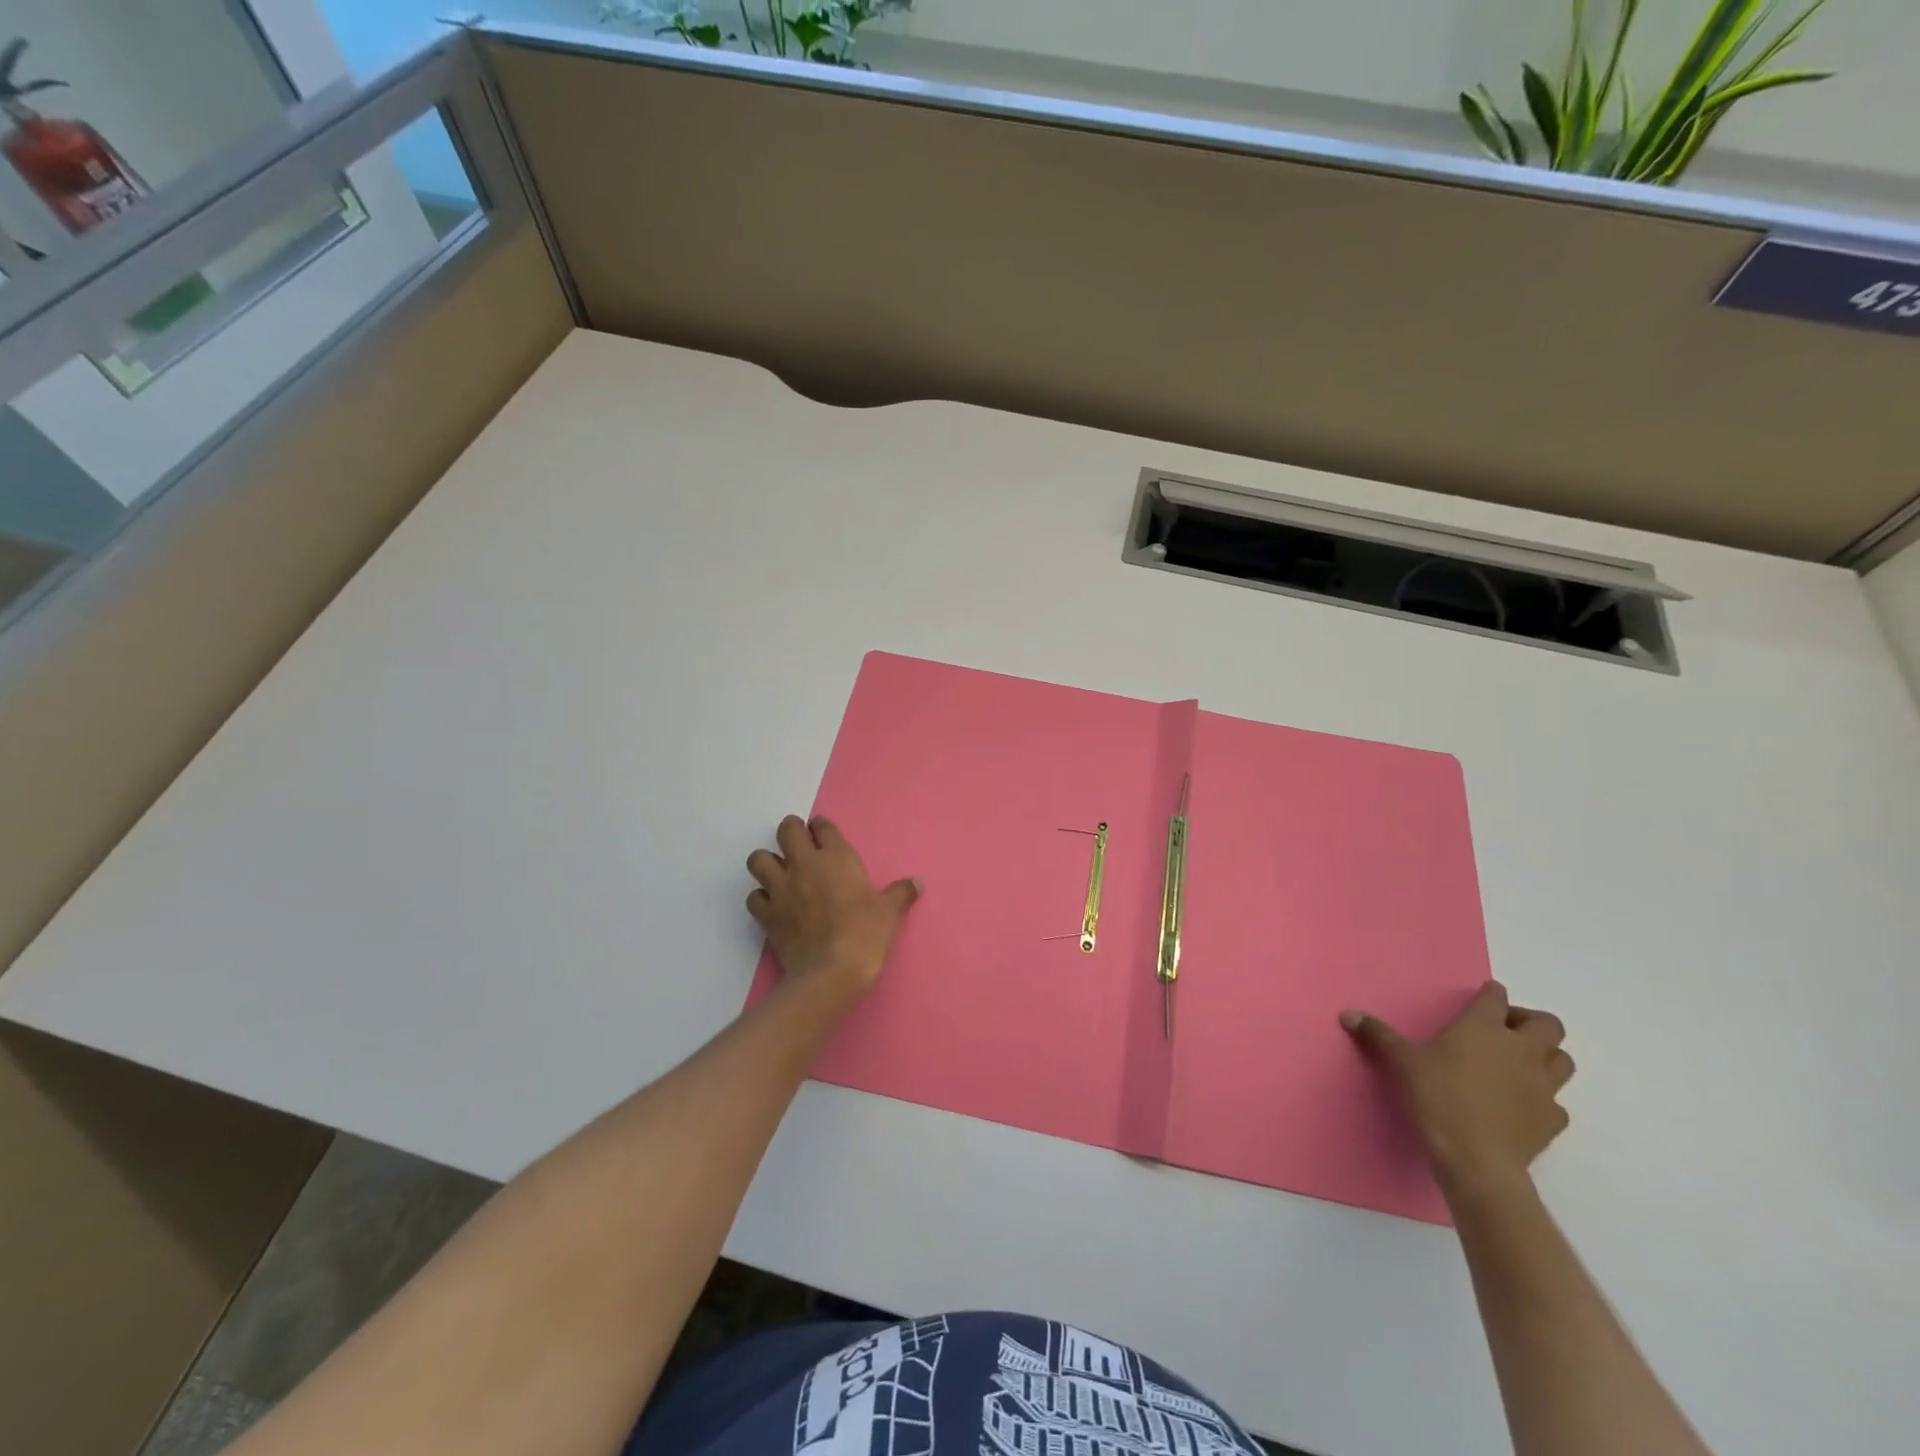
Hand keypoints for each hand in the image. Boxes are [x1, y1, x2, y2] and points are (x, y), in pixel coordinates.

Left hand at [746, 816, 918, 998]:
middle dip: (791, 831)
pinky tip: (772, 905)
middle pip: (787, 830)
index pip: (822, 827)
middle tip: (799, 844)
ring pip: (759, 859)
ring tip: (779, 872)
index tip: (823, 834)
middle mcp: (804, 864)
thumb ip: (901, 893)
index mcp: (836, 857)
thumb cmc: (865, 934)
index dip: (822, 828)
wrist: (831, 972)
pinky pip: (754, 896)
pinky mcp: (766, 914)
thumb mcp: (889, 912)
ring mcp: (781, 888)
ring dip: (767, 862)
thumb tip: (917, 882)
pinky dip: (761, 897)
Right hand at [1342, 982, 1573, 1190]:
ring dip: (1546, 1057)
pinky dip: (1544, 1099)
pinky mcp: (1551, 1120)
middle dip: (1531, 1022)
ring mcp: (1543, 1086)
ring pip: (1563, 1061)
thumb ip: (1377, 1034)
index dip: (1490, 995)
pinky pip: (1557, 1103)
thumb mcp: (1400, 1061)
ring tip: (1519, 1064)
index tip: (1481, 999)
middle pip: (1548, 1024)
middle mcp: (1521, 1050)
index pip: (1497, 997)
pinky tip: (1522, 1105)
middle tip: (1505, 1031)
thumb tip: (1347, 1014)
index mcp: (1484, 1027)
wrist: (1476, 1159)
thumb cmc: (1437, 1096)